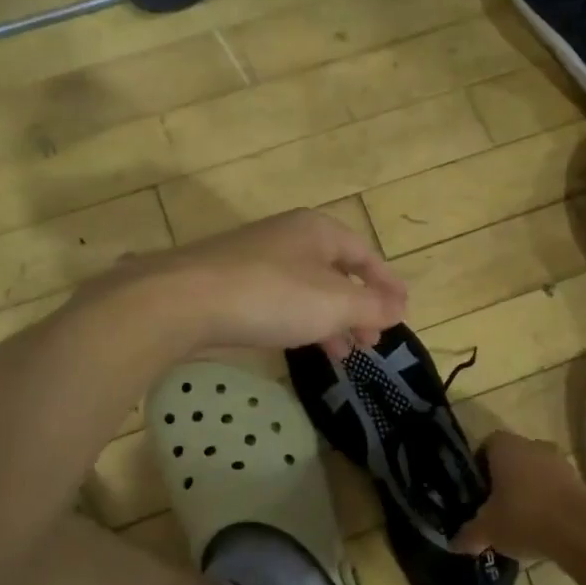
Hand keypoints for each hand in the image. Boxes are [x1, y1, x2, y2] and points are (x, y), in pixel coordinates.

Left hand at [106, 210, 407, 359]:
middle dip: (359, 308)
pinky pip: (281, 300)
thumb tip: (399, 308)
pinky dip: (301, 321)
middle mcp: (290, 237)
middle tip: (373, 341)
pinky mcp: (233, 283)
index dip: (387, 284)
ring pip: (308, 289)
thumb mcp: (334, 303)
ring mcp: (258, 259)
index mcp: (319, 231)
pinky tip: (302, 345)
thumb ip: (372, 307)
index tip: (402, 311)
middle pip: (337, 272)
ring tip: (344, 353)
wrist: (183, 300)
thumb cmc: (271, 295)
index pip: (366, 254)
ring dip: (331, 320)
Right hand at [455, 432, 585, 557]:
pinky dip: (547, 500)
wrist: (580, 532)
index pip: (485, 446)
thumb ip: (469, 534)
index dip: (478, 467)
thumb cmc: (524, 518)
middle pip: (511, 458)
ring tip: (517, 519)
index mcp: (505, 446)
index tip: (476, 491)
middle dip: (503, 479)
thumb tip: (454, 543)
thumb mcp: (487, 530)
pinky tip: (541, 525)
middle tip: (493, 506)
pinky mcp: (579, 480)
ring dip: (527, 489)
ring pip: (534, 472)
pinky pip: (554, 486)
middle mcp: (532, 445)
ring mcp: (559, 461)